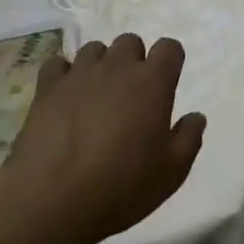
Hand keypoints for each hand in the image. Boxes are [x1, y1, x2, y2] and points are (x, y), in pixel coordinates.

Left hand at [2, 34, 206, 243]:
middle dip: (133, 61)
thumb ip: (189, 138)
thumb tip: (196, 116)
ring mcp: (80, 73)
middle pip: (130, 42)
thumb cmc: (120, 187)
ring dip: (100, 66)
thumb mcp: (171, 173)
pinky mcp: (48, 87)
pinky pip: (58, 64)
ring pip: (95, 49)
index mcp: (152, 82)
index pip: (170, 47)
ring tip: (95, 96)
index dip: (170, 61)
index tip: (166, 83)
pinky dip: (63, 75)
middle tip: (129, 95)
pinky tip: (64, 97)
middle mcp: (118, 67)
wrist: (51, 202)